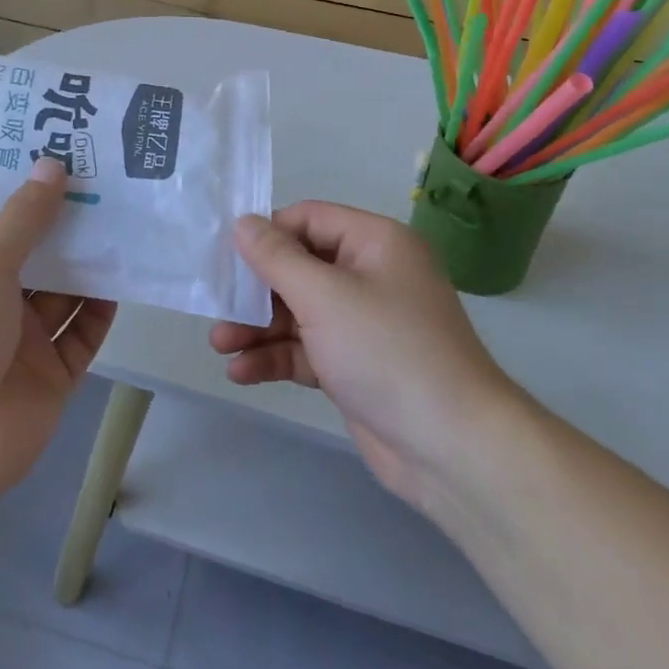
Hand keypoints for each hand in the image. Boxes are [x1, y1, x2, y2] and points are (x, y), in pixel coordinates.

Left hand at [0, 159, 115, 506]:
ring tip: (131, 216)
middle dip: (71, 223)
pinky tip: (129, 274)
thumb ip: (22, 220)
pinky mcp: (54, 375)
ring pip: (67, 291)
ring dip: (94, 261)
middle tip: (114, 177)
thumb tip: (52, 164)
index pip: (2, 222)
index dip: (32, 190)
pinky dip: (104, 307)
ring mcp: (24, 341)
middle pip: (41, 254)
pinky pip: (85, 332)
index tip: (68, 151)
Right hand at [211, 202, 522, 514]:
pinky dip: (276, 357)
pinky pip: (307, 349)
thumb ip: (277, 258)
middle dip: (256, 290)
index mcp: (375, 243)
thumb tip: (243, 222)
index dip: (267, 234)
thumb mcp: (324, 296)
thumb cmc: (387, 351)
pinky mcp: (355, 366)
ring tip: (219, 345)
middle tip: (215, 305)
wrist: (452, 449)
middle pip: (300, 267)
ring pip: (299, 312)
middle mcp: (371, 275)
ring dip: (259, 327)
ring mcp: (363, 324)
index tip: (227, 257)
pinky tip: (241, 372)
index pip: (309, 219)